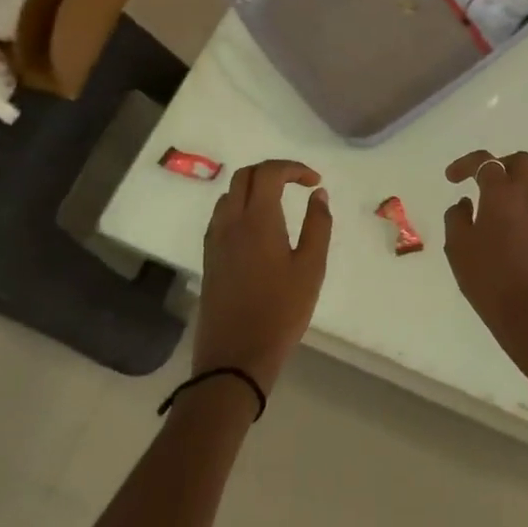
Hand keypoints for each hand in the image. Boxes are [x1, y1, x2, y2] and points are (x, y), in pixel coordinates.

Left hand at [193, 160, 331, 392]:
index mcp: (257, 220)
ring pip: (230, 194)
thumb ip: (318, 225)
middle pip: (245, 175)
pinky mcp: (209, 258)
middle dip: (272, 172)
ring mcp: (215, 240)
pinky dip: (240, 206)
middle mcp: (231, 222)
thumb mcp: (311, 268)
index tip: (314, 182)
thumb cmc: (281, 312)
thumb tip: (318, 194)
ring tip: (279, 203)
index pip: (269, 172)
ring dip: (254, 187)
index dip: (293, 168)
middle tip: (297, 185)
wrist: (235, 358)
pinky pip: (221, 216)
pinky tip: (257, 228)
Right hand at [443, 150, 527, 376]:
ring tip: (492, 207)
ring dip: (513, 185)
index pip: (487, 162)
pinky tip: (505, 231)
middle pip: (521, 162)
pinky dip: (521, 207)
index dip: (466, 164)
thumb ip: (457, 217)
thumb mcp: (459, 247)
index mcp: (504, 193)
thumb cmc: (490, 279)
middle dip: (500, 165)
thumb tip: (465, 204)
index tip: (451, 178)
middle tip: (481, 182)